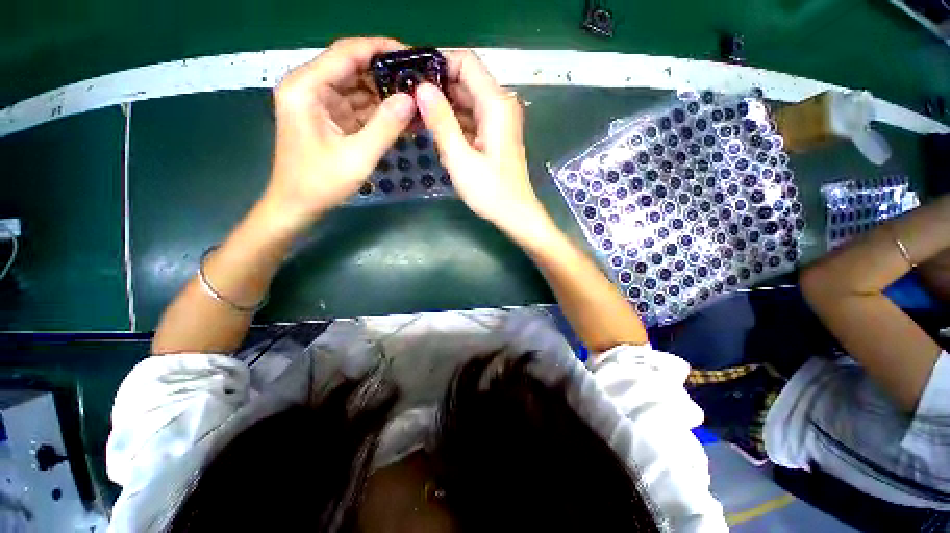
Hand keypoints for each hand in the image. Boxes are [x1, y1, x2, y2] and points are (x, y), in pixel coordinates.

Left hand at [264, 37, 416, 232]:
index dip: (381, 49)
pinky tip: (401, 117)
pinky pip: (357, 106)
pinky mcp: (328, 117)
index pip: (347, 52)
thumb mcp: (358, 156)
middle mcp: (310, 86)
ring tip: (416, 100)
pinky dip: (378, 112)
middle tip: (420, 82)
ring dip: (385, 95)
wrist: (297, 205)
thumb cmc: (321, 183)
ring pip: (358, 87)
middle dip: (387, 74)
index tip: (413, 56)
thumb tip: (411, 99)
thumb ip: (385, 126)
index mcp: (307, 87)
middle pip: (353, 67)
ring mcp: (319, 102)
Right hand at [414, 51, 546, 233]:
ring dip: (443, 108)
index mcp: (496, 104)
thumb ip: (441, 122)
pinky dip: (454, 124)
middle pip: (465, 81)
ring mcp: (499, 121)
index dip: (438, 64)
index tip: (412, 77)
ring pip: (466, 101)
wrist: (515, 214)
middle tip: (408, 101)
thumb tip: (421, 88)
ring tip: (417, 119)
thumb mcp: (460, 159)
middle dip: (437, 89)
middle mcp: (500, 105)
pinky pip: (471, 119)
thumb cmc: (490, 192)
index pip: (465, 62)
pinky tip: (438, 136)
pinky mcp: (495, 135)